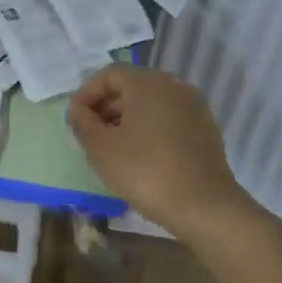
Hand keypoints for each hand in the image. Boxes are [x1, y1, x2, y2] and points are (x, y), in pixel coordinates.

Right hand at [67, 65, 246, 231]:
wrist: (206, 207)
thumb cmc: (146, 171)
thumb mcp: (101, 148)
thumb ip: (82, 123)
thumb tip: (77, 110)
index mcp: (146, 82)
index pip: (108, 74)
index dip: (87, 93)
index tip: (75, 119)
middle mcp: (172, 85)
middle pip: (131, 86)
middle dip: (106, 106)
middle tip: (91, 133)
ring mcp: (193, 106)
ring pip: (151, 103)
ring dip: (128, 118)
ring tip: (114, 147)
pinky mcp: (206, 129)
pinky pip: (169, 118)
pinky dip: (151, 128)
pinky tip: (142, 155)